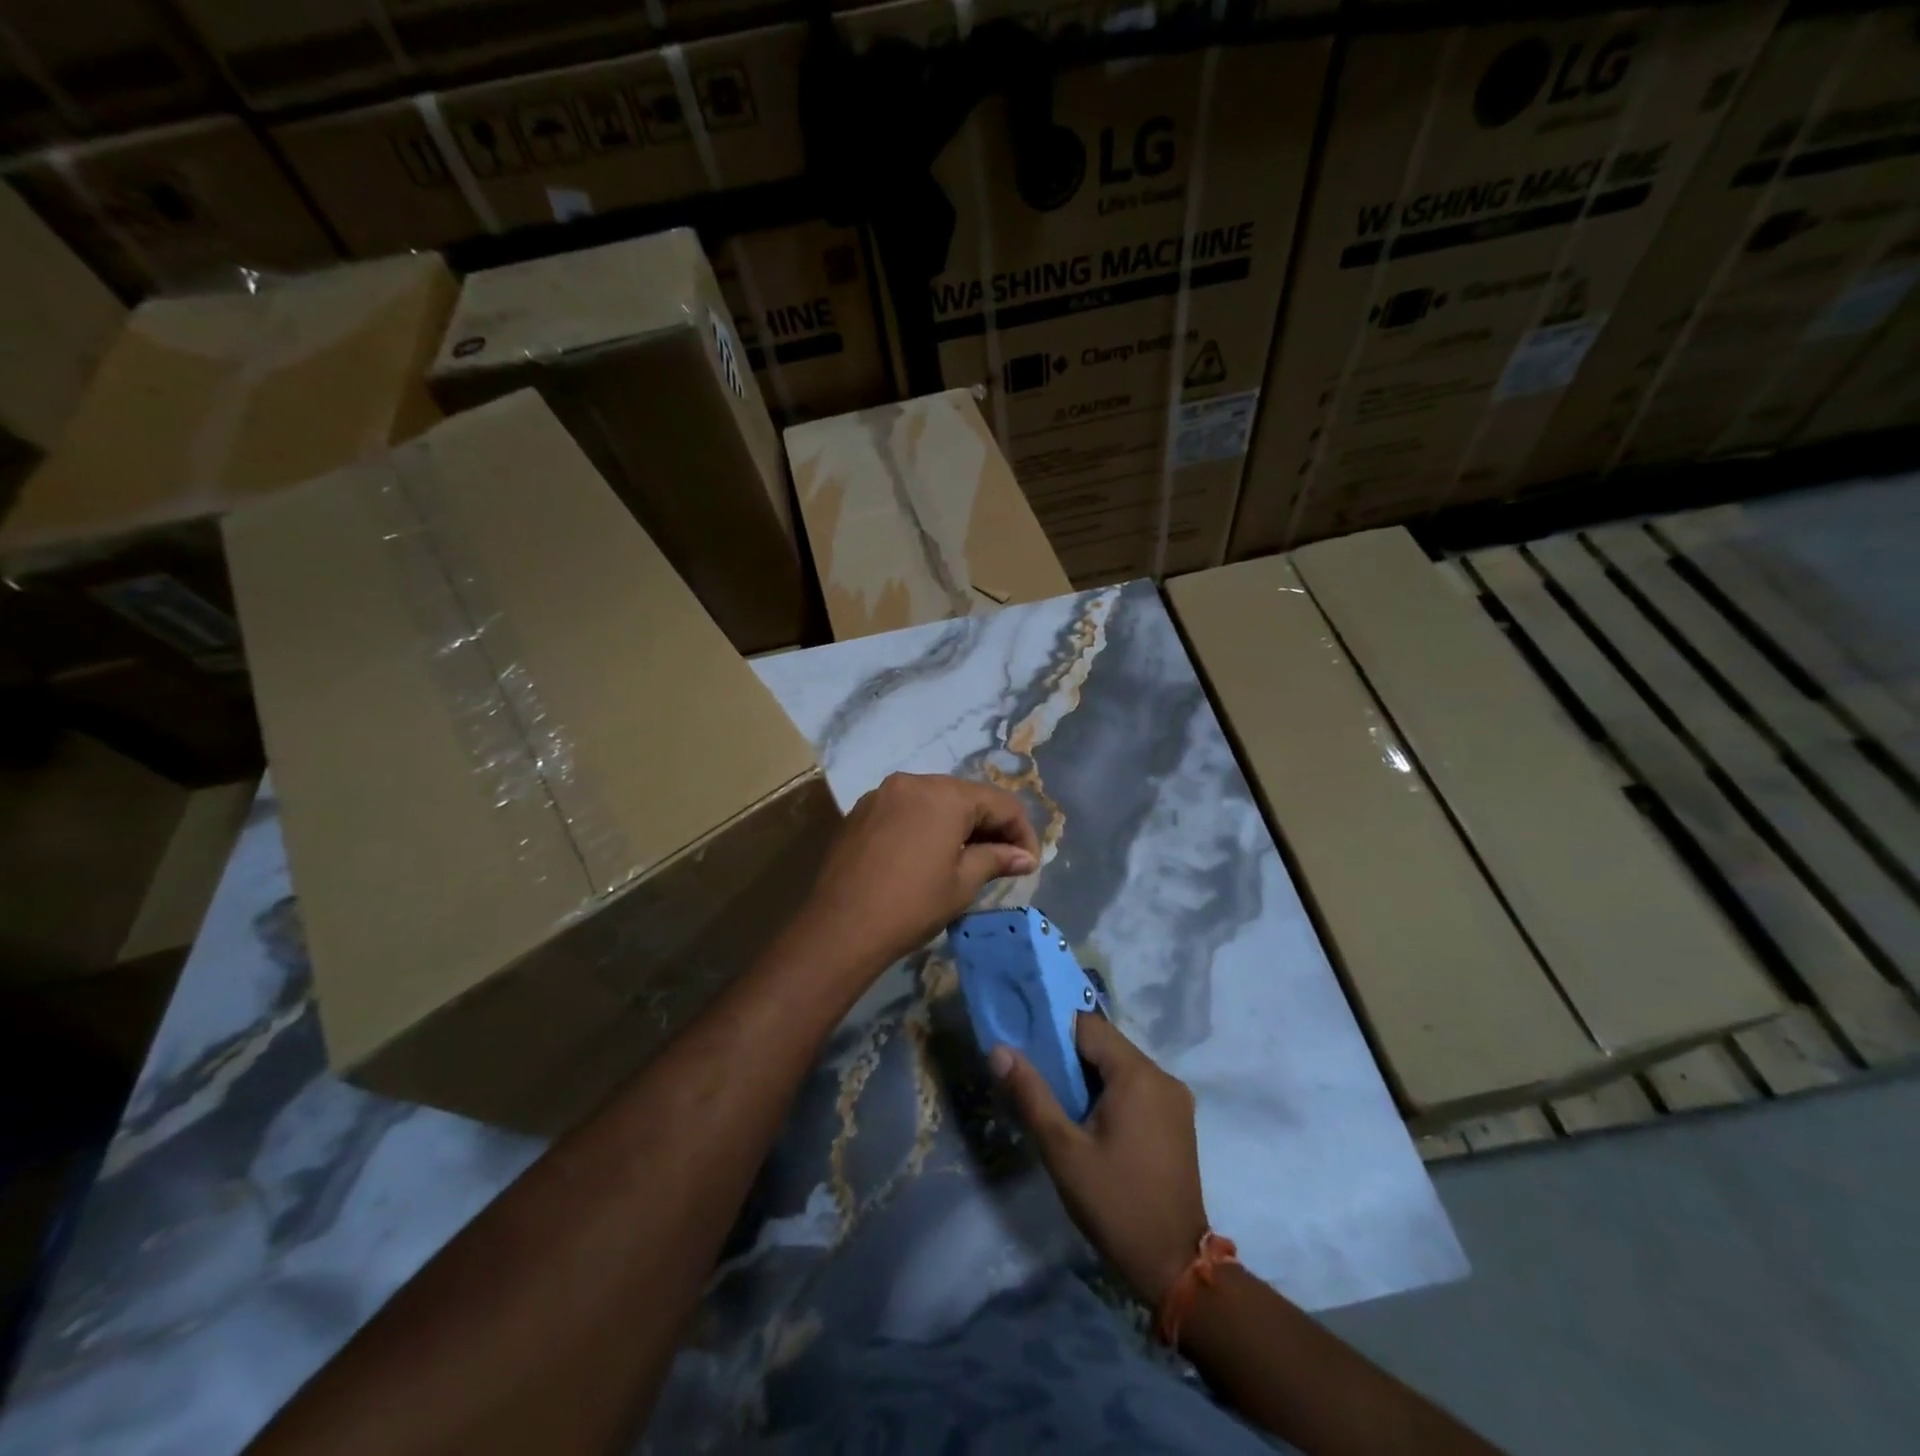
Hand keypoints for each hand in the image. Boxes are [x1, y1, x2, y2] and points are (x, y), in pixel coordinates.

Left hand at [790, 773, 1039, 979]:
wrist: (840, 927)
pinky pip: (907, 809)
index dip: (1021, 832)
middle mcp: (914, 782)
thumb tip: (1024, 856)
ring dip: (958, 824)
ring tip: (968, 859)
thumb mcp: (963, 883)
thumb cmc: (911, 905)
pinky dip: (926, 825)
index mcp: (945, 794)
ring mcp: (883, 794)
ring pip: (935, 800)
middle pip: (967, 796)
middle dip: (990, 825)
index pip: (1001, 803)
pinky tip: (928, 855)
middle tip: (1003, 861)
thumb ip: (997, 859)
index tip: (1028, 864)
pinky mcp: (861, 810)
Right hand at [994, 1014, 1208, 1307]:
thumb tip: (1000, 1049)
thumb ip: (1030, 1093)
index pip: (1089, 1026)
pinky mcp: (1178, 1119)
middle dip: (1070, 1056)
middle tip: (1037, 1078)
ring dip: (1090, 1075)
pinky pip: (1137, 1087)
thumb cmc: (1114, 1203)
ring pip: (1121, 1066)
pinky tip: (1090, 1120)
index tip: (1027, 1047)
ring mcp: (1175, 1098)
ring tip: (1059, 1101)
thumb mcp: (1062, 1150)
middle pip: (1106, 1045)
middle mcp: (1162, 1076)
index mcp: (1138, 1074)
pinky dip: (1111, 1092)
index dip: (1054, 1031)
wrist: (1174, 1266)